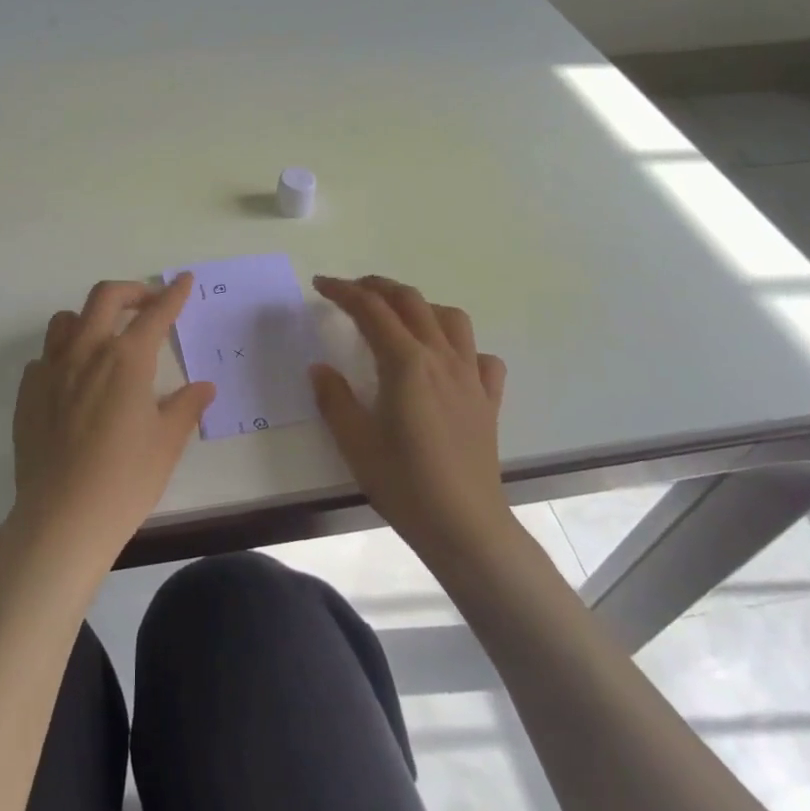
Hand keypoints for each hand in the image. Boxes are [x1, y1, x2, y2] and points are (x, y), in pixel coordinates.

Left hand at [10, 276, 215, 565]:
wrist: (62, 518)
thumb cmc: (125, 479)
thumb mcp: (166, 443)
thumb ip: (186, 407)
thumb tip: (203, 387)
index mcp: (126, 359)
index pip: (155, 314)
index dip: (173, 295)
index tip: (184, 280)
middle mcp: (86, 352)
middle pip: (105, 297)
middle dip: (131, 292)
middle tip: (148, 304)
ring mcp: (51, 370)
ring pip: (66, 320)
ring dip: (90, 318)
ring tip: (105, 338)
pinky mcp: (28, 393)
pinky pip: (45, 357)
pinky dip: (64, 356)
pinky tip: (74, 382)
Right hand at [309, 275, 511, 563]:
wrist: (464, 525)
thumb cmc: (404, 483)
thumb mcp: (354, 441)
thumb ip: (334, 398)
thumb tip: (320, 368)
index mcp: (405, 362)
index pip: (371, 309)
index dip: (343, 291)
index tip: (321, 285)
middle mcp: (441, 358)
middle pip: (411, 301)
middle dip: (378, 287)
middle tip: (352, 291)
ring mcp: (470, 377)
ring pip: (450, 318)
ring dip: (421, 306)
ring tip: (399, 317)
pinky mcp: (488, 400)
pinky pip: (480, 356)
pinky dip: (461, 346)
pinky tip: (447, 361)